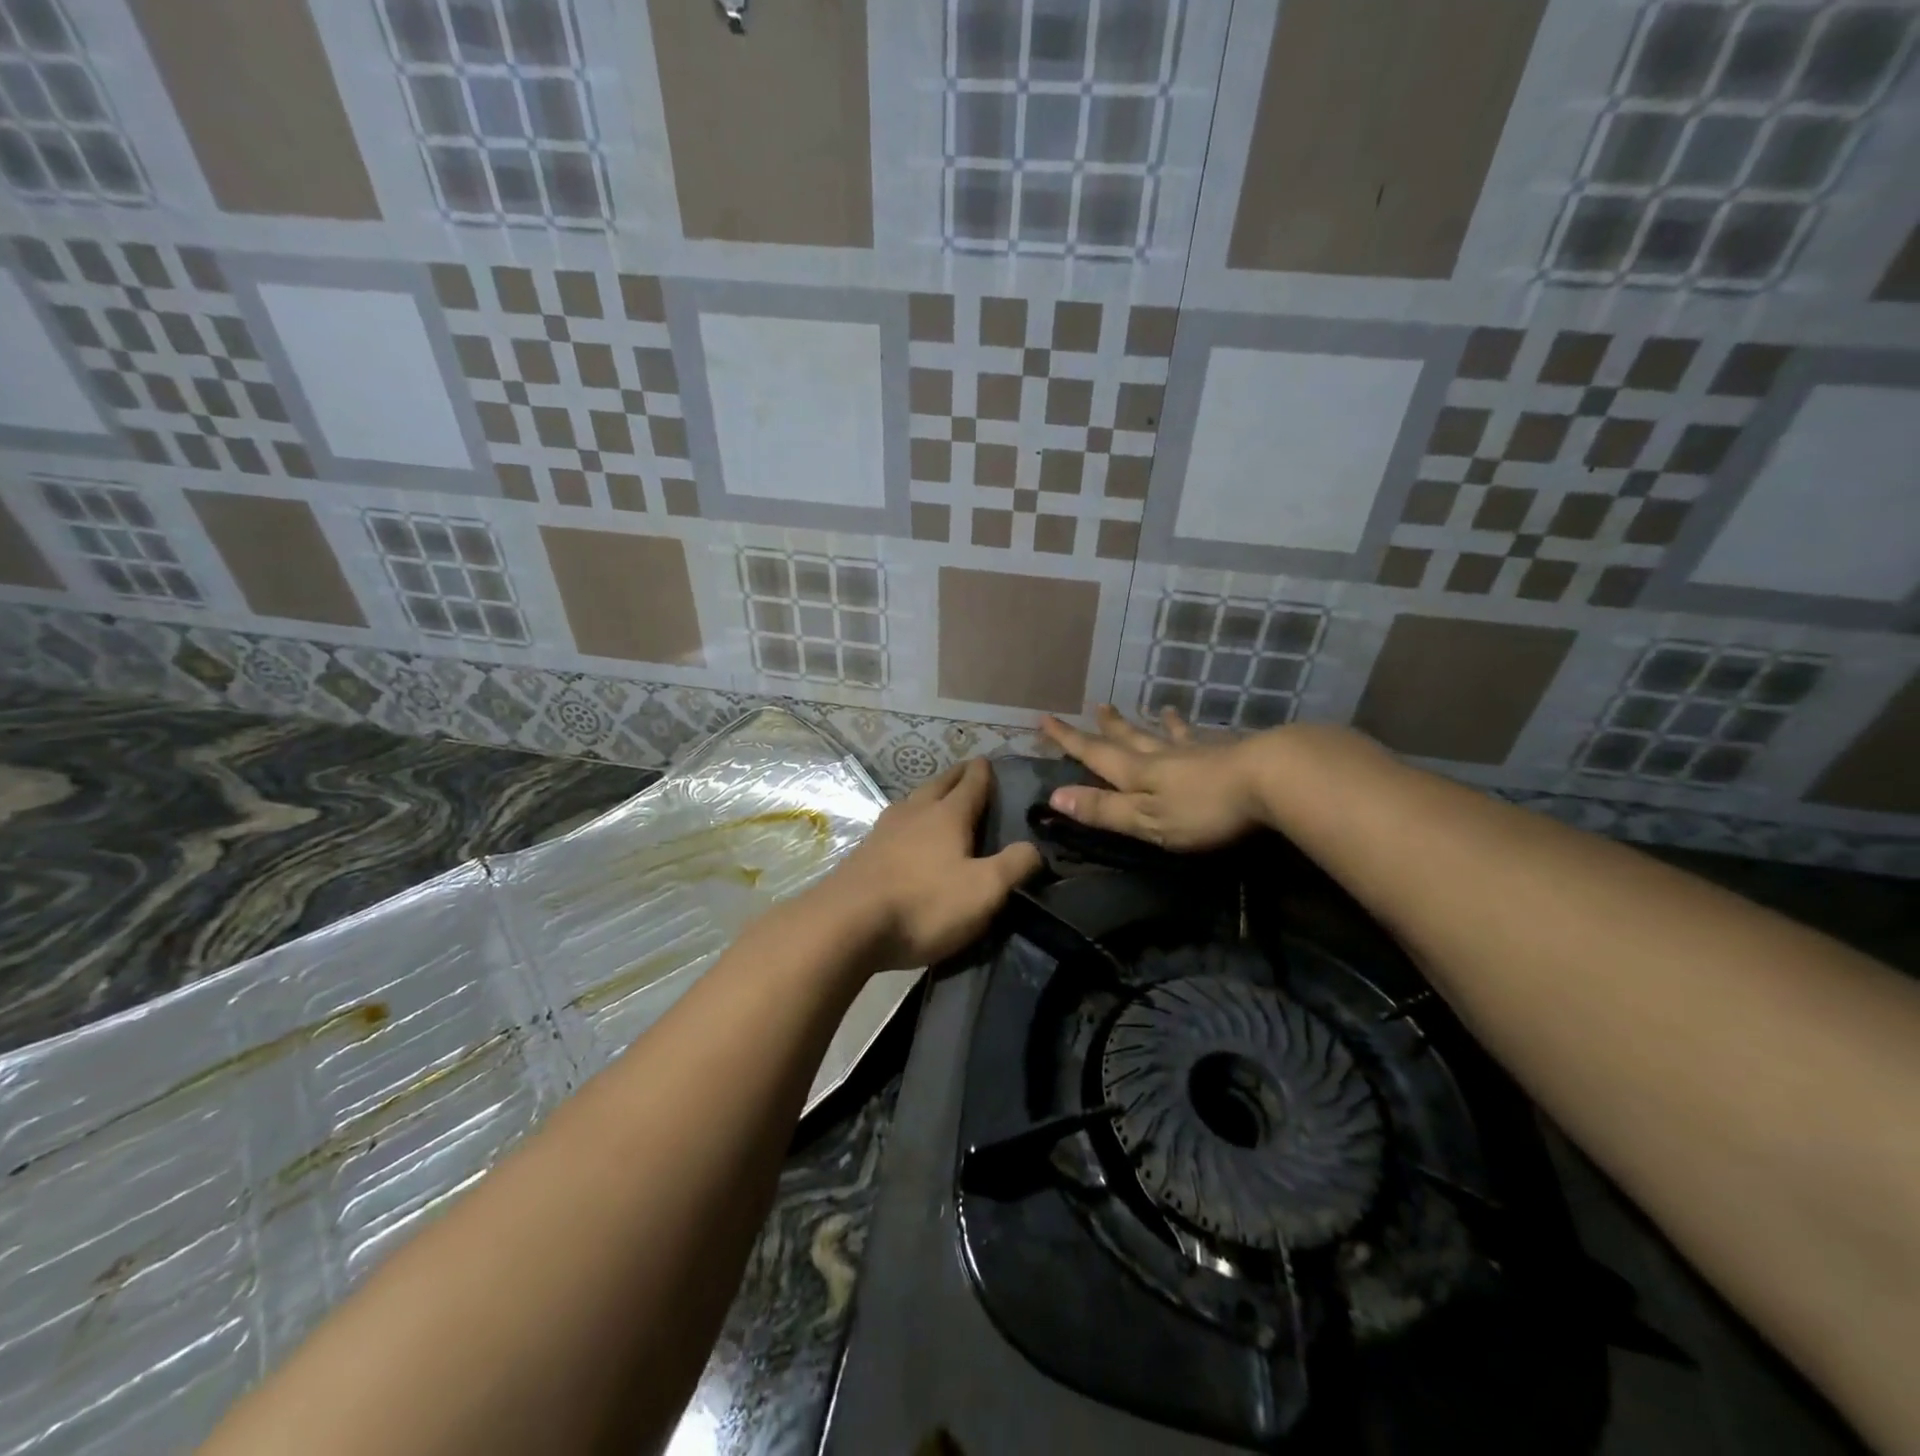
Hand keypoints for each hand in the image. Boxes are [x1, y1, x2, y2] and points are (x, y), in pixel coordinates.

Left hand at [821, 758, 1042, 970]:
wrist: (847, 924)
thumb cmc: (924, 904)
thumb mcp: (984, 891)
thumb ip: (1014, 866)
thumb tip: (1034, 848)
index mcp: (947, 815)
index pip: (971, 784)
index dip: (982, 772)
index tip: (987, 761)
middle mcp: (915, 813)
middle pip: (938, 785)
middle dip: (955, 776)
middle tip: (967, 771)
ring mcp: (884, 831)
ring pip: (912, 801)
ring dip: (928, 795)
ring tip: (936, 798)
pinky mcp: (864, 853)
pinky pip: (893, 824)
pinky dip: (907, 820)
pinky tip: (904, 834)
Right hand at [1040, 705, 1271, 850]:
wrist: (1269, 780)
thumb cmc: (1201, 808)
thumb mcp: (1145, 818)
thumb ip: (1104, 809)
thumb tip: (1055, 796)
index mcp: (1137, 773)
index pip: (1094, 754)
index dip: (1069, 740)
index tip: (1046, 719)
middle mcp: (1162, 756)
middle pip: (1130, 738)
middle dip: (1110, 727)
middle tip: (1097, 707)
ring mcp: (1198, 752)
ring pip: (1168, 735)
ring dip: (1156, 724)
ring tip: (1157, 709)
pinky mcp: (1230, 755)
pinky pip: (1205, 738)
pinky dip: (1196, 732)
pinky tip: (1205, 728)